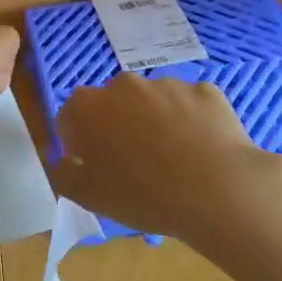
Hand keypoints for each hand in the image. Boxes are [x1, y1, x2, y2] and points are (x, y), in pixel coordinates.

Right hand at [50, 75, 281, 243]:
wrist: (218, 190)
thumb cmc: (143, 195)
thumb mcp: (87, 196)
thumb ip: (63, 173)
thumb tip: (64, 160)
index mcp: (87, 107)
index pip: (71, 118)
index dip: (80, 144)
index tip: (96, 168)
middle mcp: (123, 85)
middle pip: (112, 105)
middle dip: (118, 127)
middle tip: (135, 165)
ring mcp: (167, 84)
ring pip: (153, 102)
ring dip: (155, 122)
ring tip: (174, 161)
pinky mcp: (205, 90)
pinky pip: (190, 105)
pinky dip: (191, 122)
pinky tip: (201, 151)